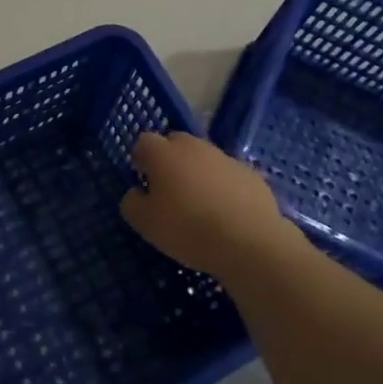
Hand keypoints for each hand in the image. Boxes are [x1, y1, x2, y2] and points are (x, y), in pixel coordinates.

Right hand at [120, 132, 295, 282]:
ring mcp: (225, 157)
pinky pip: (227, 174)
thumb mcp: (145, 224)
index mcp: (164, 153)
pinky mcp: (250, 173)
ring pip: (203, 158)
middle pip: (175, 143)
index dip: (140, 160)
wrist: (249, 241)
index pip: (143, 142)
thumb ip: (132, 203)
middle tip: (169, 191)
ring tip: (199, 205)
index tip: (143, 183)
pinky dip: (222, 186)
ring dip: (197, 172)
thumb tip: (137, 193)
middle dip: (169, 160)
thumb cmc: (188, 228)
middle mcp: (194, 146)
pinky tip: (225, 213)